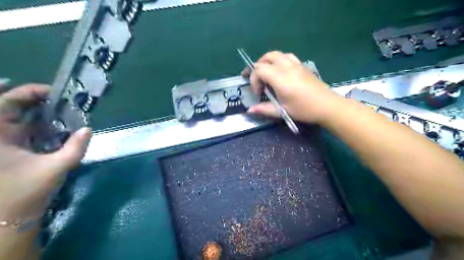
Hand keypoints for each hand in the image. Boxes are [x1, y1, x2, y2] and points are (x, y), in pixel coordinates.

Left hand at [0, 84, 91, 220]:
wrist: (9, 218)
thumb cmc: (26, 192)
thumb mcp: (56, 168)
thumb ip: (75, 148)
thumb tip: (88, 129)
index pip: (4, 103)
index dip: (25, 92)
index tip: (51, 91)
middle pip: (10, 107)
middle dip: (34, 99)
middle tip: (60, 99)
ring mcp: (4, 143)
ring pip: (19, 119)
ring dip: (39, 112)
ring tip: (63, 109)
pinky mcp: (12, 151)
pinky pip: (25, 131)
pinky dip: (40, 125)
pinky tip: (57, 127)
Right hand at [244, 52, 341, 124]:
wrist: (327, 106)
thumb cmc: (304, 110)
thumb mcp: (283, 111)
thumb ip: (264, 109)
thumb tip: (250, 110)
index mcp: (280, 78)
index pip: (259, 70)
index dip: (254, 80)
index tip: (258, 93)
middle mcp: (286, 67)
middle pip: (266, 58)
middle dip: (257, 67)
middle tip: (256, 80)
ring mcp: (296, 64)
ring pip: (276, 54)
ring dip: (267, 61)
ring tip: (265, 73)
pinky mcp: (302, 65)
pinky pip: (287, 56)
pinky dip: (278, 61)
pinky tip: (280, 71)